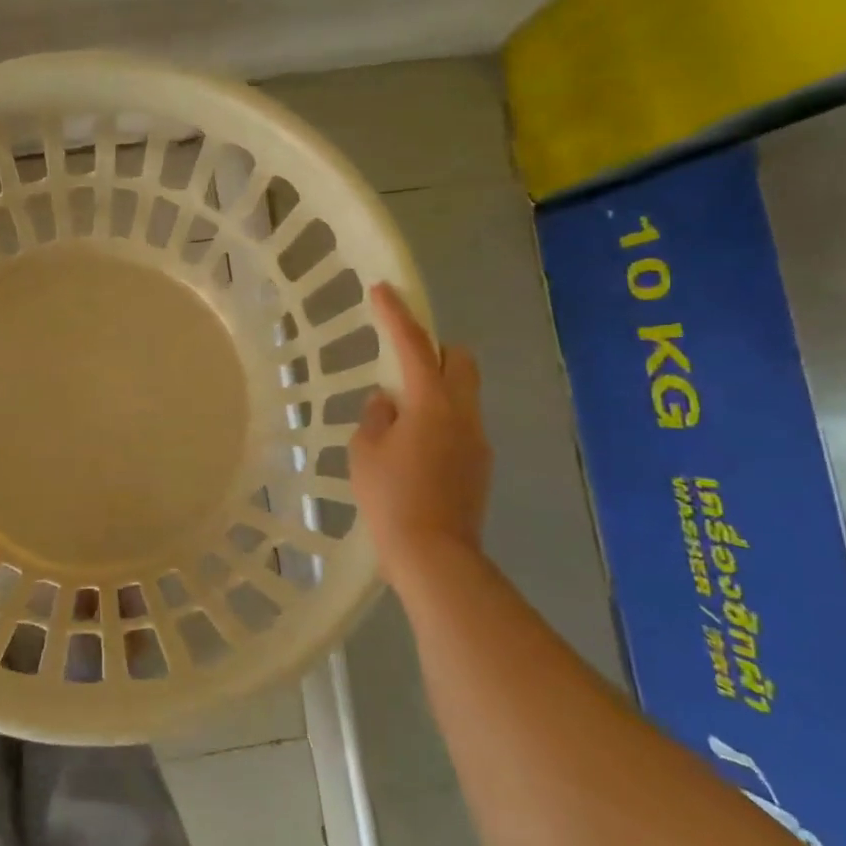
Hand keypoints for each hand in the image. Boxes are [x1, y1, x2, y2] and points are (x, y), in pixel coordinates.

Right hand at [350, 284, 491, 592]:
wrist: (435, 556)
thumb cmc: (391, 498)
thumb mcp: (365, 452)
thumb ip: (376, 417)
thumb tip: (388, 403)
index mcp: (431, 403)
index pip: (413, 345)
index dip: (396, 314)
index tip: (382, 289)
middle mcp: (463, 413)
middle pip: (459, 360)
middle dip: (434, 350)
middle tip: (402, 363)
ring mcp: (477, 440)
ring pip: (462, 394)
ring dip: (435, 389)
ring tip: (400, 418)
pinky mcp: (480, 465)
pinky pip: (461, 424)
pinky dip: (440, 420)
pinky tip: (414, 451)